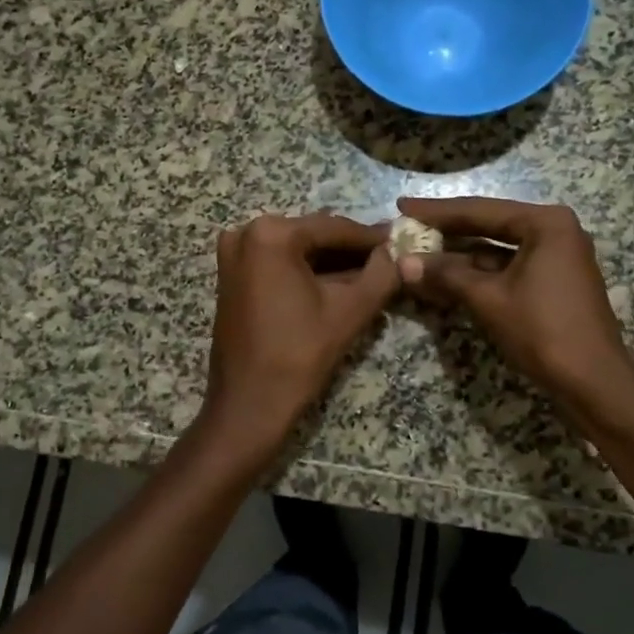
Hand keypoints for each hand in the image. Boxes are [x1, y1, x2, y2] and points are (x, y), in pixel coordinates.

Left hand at [195, 213, 398, 465]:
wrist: (248, 405)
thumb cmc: (298, 355)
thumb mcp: (349, 311)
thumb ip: (381, 274)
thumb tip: (400, 252)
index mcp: (271, 234)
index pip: (334, 228)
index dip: (371, 238)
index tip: (401, 240)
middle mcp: (246, 232)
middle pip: (313, 235)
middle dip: (350, 249)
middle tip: (389, 257)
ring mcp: (234, 253)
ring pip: (297, 250)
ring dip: (331, 261)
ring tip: (372, 272)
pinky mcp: (232, 275)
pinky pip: (278, 262)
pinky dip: (307, 271)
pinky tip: (339, 283)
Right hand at [396, 196, 633, 401]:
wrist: (594, 383)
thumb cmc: (543, 331)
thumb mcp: (488, 299)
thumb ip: (445, 275)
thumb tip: (403, 262)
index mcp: (546, 223)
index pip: (479, 210)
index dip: (436, 211)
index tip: (402, 206)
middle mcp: (555, 230)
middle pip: (489, 225)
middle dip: (447, 231)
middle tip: (406, 225)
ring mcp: (557, 256)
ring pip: (497, 249)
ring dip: (459, 256)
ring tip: (418, 253)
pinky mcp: (554, 282)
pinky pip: (508, 268)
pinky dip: (478, 274)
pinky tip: (445, 278)